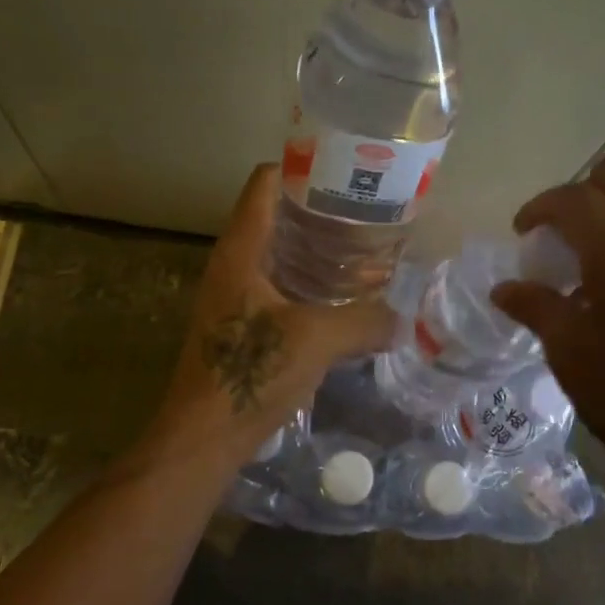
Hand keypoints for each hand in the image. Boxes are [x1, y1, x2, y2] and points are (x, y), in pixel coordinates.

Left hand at [157, 163, 393, 460]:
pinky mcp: (240, 324)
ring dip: (314, 248)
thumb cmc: (251, 373)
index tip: (343, 169)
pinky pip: (277, 285)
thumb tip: (401, 319)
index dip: (300, 167)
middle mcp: (232, 264)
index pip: (264, 184)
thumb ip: (365, 322)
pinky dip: (307, 281)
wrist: (203, 437)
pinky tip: (340, 297)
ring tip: (361, 249)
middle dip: (317, 209)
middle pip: (273, 215)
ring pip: (277, 253)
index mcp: (241, 250)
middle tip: (364, 211)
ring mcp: (233, 295)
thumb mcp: (316, 340)